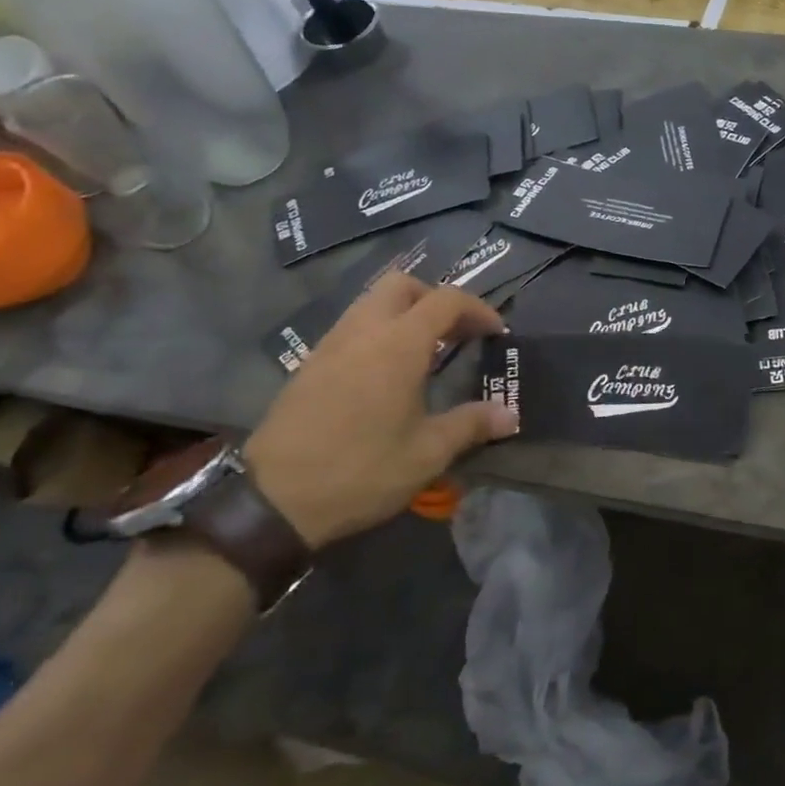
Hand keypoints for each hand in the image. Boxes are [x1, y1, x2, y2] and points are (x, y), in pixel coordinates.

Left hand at [243, 271, 516, 546]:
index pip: (445, 301)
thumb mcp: (427, 453)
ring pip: (371, 302)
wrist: (274, 499)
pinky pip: (351, 326)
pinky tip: (387, 372)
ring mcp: (331, 345)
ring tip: (426, 350)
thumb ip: (471, 425)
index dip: (477, 309)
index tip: (496, 333)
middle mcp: (363, 332)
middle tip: (456, 332)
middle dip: (435, 299)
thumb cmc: (362, 470)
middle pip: (402, 286)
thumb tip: (509, 416)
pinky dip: (378, 331)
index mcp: (398, 345)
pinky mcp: (310, 365)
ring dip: (404, 313)